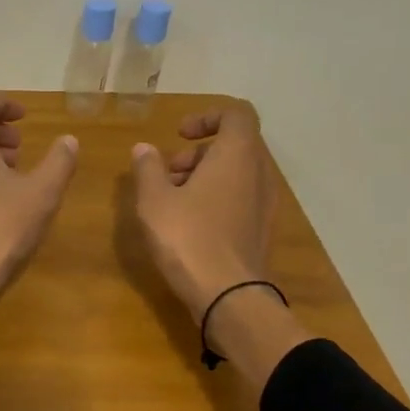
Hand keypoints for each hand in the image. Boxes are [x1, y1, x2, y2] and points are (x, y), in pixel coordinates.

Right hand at [129, 106, 276, 322]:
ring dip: (205, 177)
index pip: (236, 114)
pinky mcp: (262, 229)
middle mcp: (259, 173)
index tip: (179, 135)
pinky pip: (240, 198)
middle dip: (199, 153)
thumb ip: (147, 168)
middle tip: (167, 173)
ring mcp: (265, 203)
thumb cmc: (189, 238)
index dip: (207, 116)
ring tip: (171, 200)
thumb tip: (144, 149)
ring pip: (237, 174)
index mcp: (238, 154)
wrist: (229, 296)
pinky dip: (216, 198)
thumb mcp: (154, 200)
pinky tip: (188, 224)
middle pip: (234, 145)